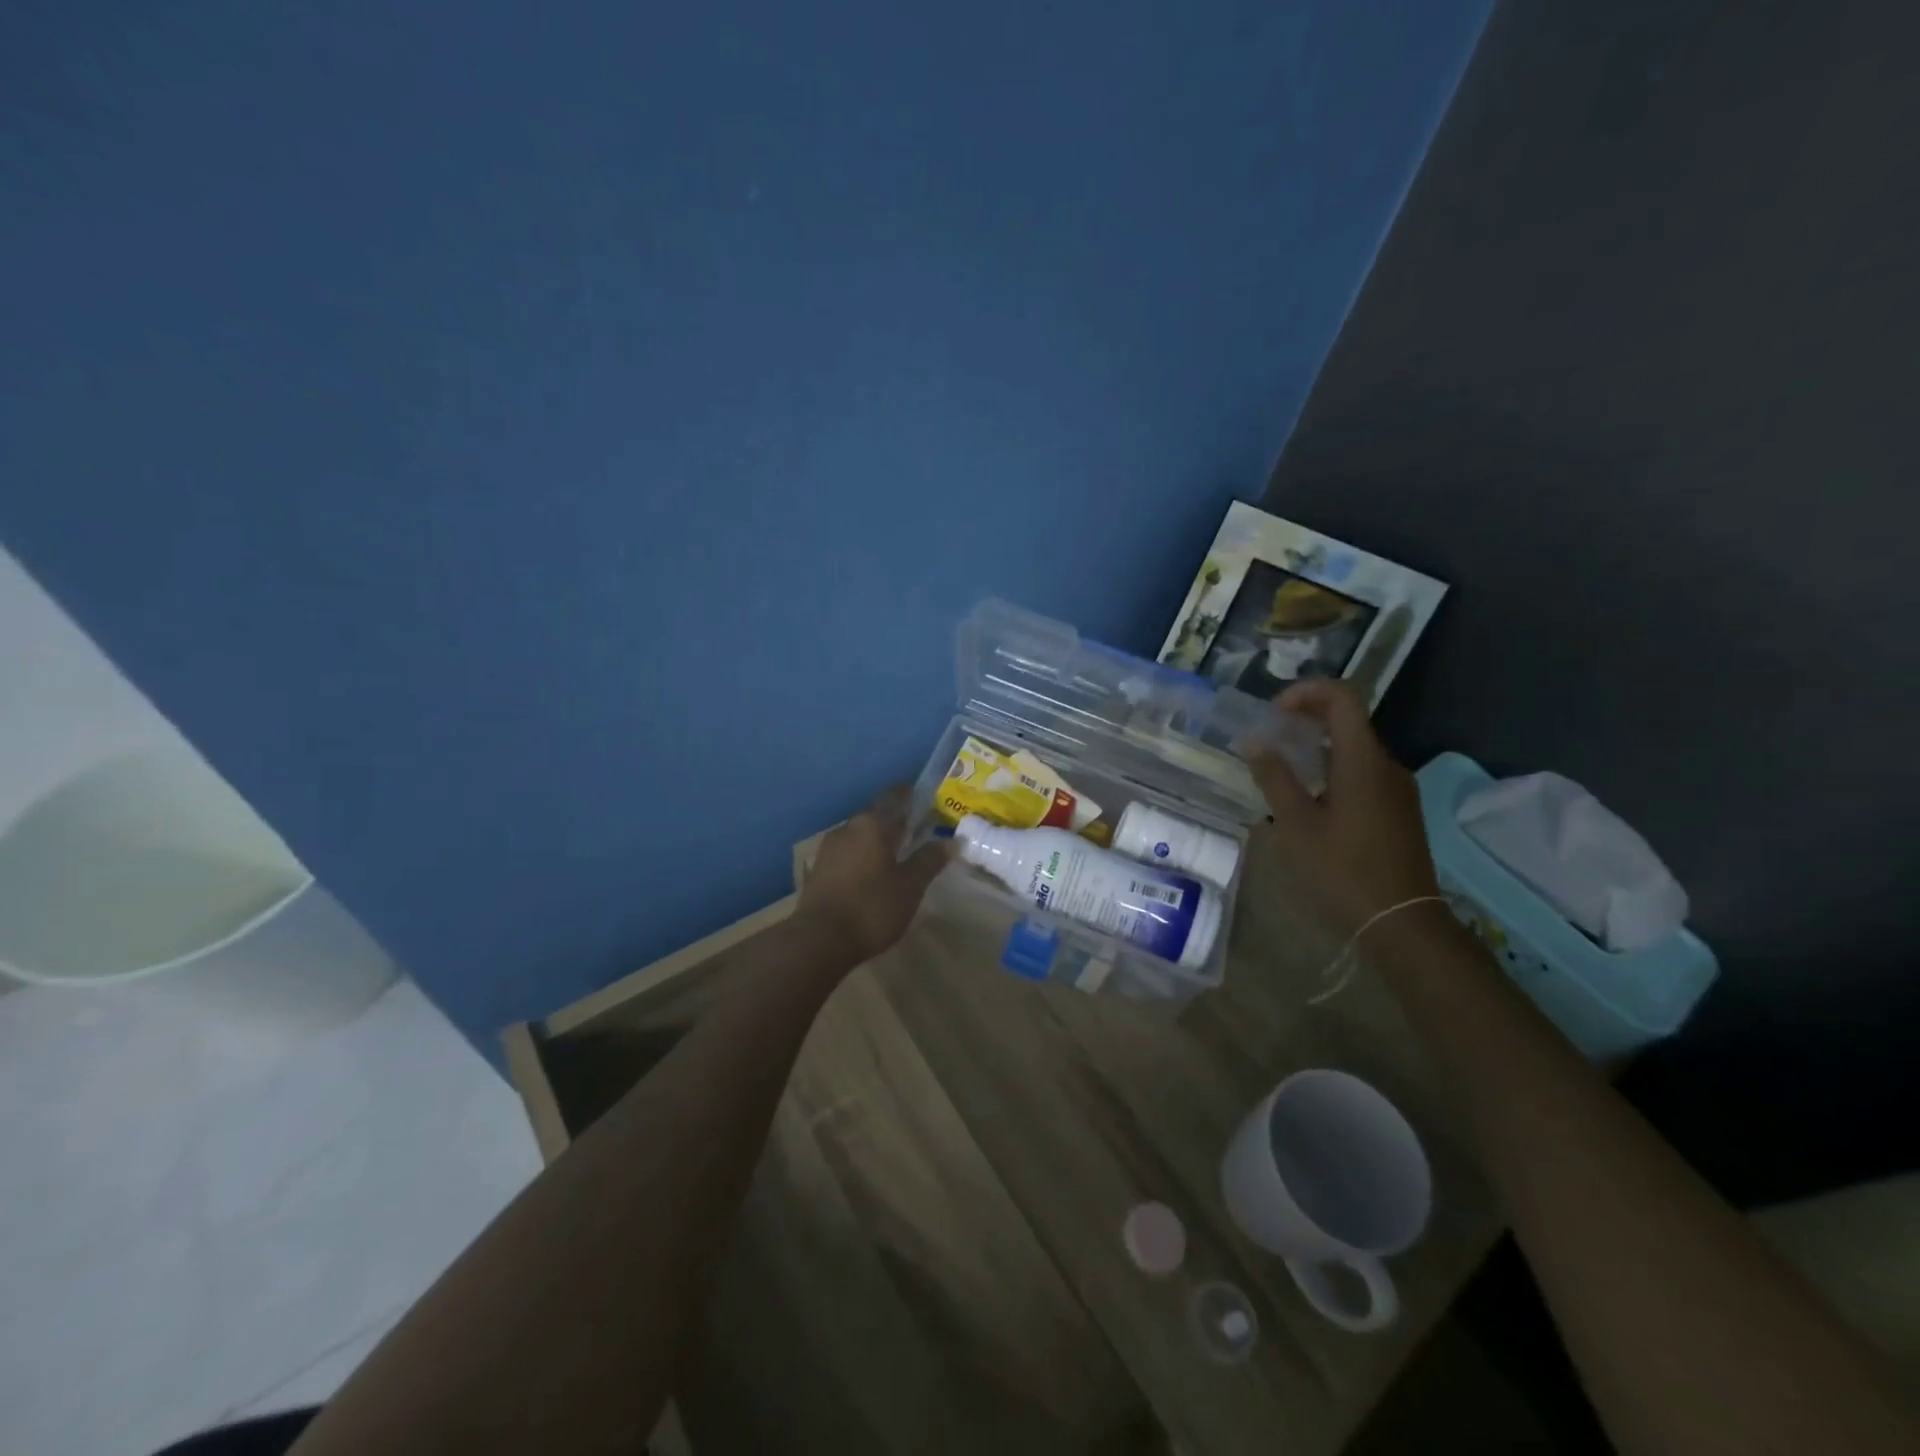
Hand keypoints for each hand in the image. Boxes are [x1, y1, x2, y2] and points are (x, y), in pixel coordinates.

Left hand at [798, 786, 951, 963]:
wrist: (819, 940)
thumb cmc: (872, 907)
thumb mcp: (910, 886)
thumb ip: (930, 859)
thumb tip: (954, 840)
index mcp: (872, 824)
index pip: (894, 796)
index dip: (910, 795)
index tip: (926, 799)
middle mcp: (848, 827)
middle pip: (876, 814)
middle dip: (895, 820)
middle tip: (917, 829)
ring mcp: (829, 848)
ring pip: (860, 834)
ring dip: (878, 839)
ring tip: (897, 852)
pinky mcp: (819, 869)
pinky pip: (848, 852)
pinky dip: (863, 855)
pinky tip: (873, 871)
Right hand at [1247, 680, 1441, 934]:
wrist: (1402, 921)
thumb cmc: (1343, 870)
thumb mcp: (1296, 824)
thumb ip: (1274, 778)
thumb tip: (1255, 742)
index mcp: (1363, 761)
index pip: (1342, 697)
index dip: (1306, 692)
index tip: (1273, 713)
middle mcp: (1386, 765)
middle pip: (1348, 720)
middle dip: (1306, 719)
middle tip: (1269, 738)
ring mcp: (1397, 788)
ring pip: (1354, 748)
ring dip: (1317, 747)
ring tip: (1282, 769)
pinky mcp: (1399, 809)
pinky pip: (1363, 772)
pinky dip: (1333, 768)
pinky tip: (1310, 799)